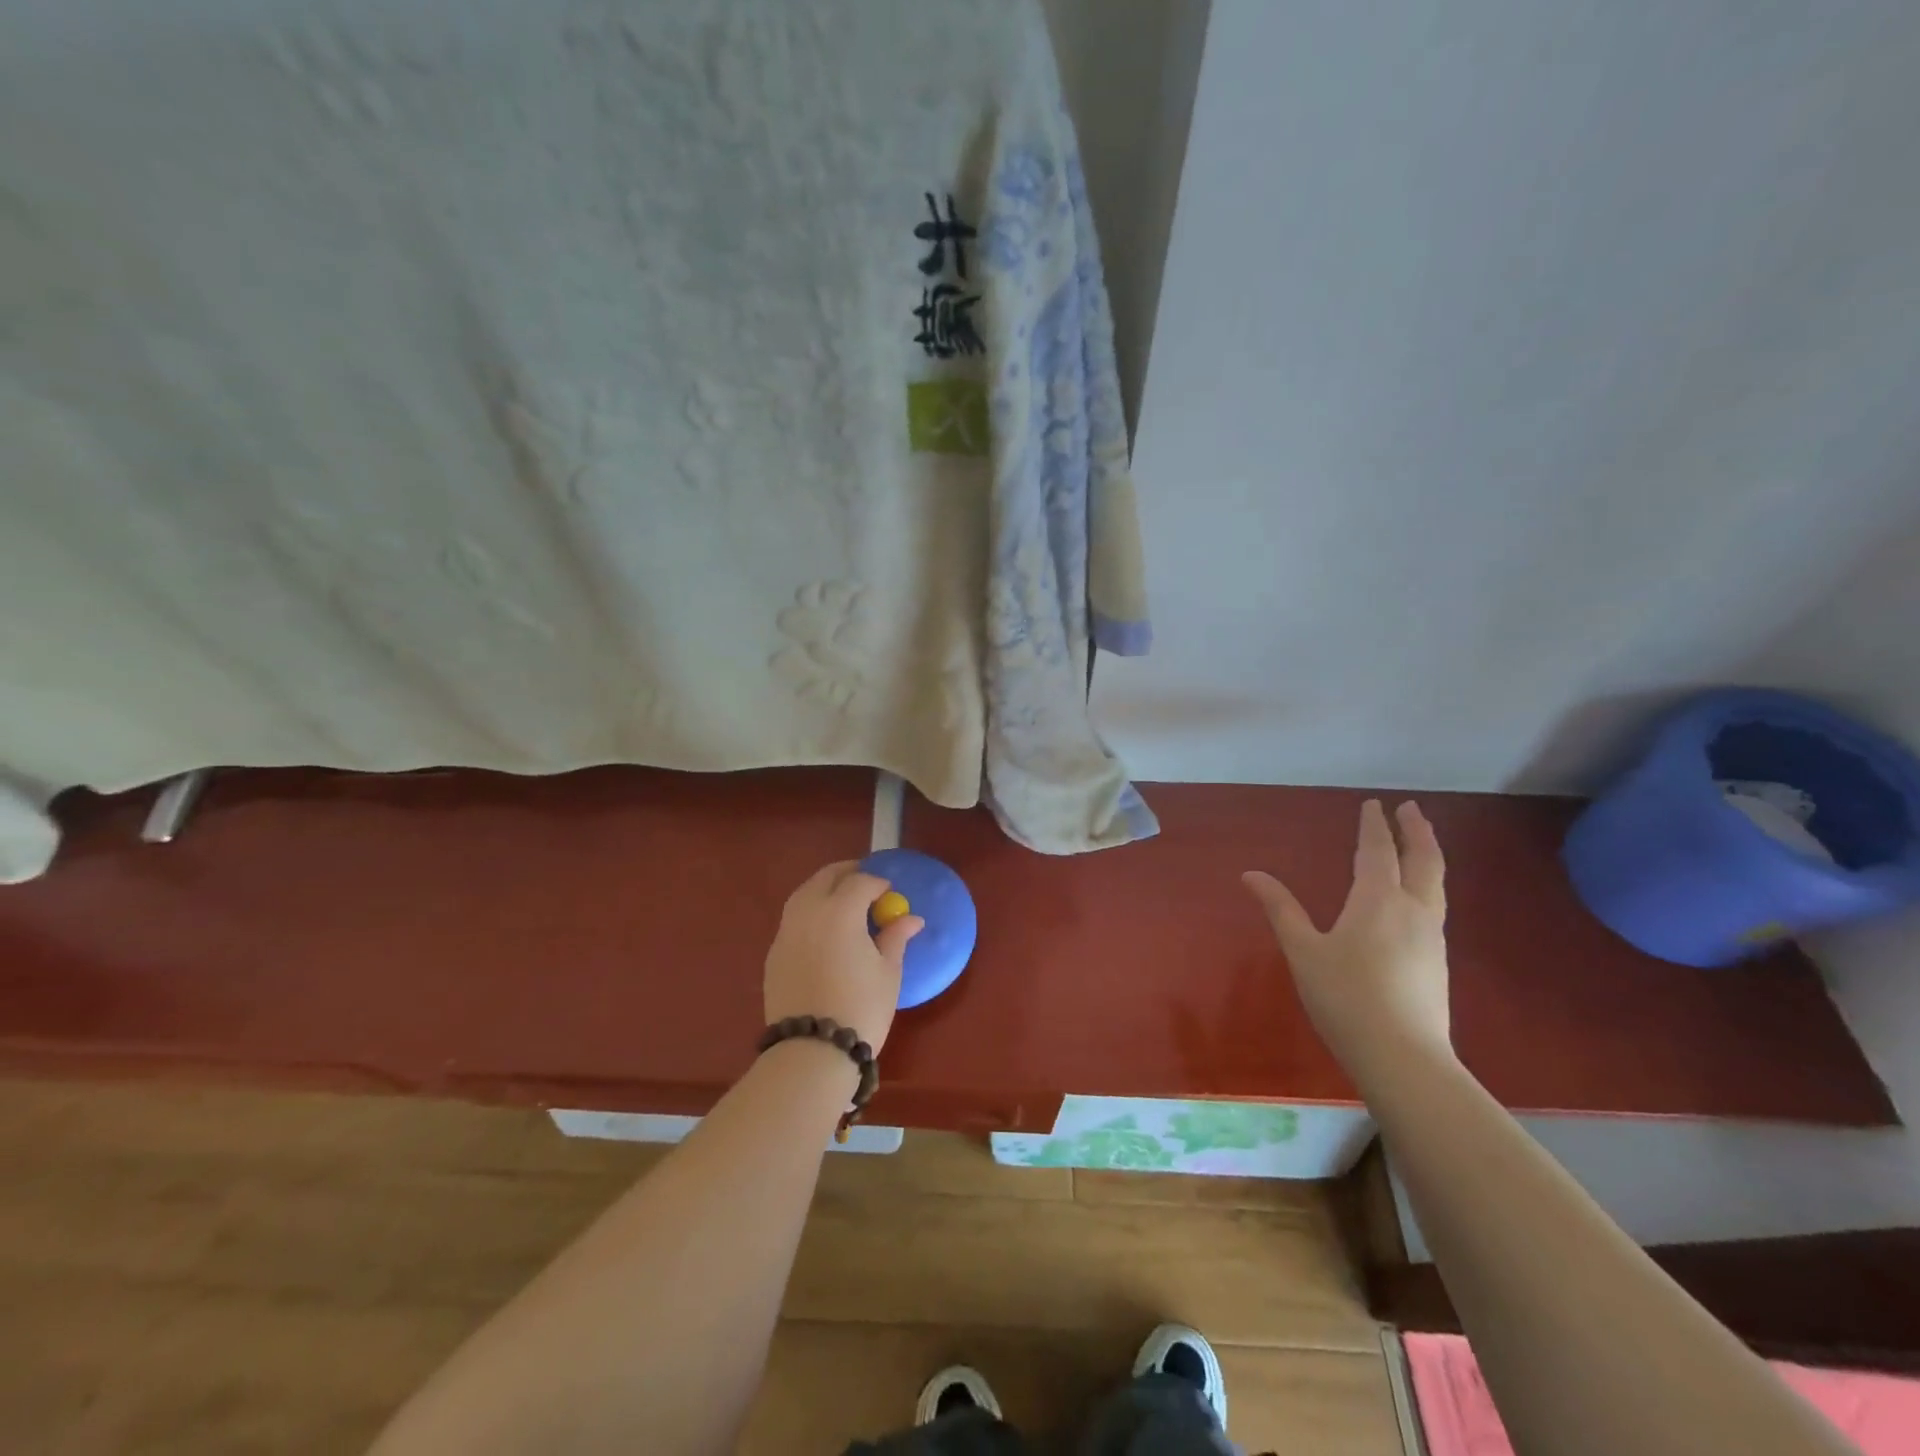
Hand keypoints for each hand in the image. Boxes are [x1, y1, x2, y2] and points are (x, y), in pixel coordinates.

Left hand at [764, 862, 922, 1054]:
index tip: (889, 892)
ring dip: (824, 889)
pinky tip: (823, 930)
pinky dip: (809, 912)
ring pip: (803, 894)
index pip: (860, 882)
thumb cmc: (861, 1008)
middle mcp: (808, 913)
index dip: (878, 883)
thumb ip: (895, 938)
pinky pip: (793, 919)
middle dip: (847, 874)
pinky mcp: (774, 954)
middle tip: (865, 882)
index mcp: (839, 912)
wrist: (811, 1052)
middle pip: (825, 878)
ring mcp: (785, 933)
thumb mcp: (888, 972)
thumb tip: (910, 919)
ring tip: (843, 901)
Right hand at [1242, 799, 1452, 1076]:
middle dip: (1416, 831)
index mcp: (1378, 900)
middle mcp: (1412, 910)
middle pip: (1423, 860)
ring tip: (1419, 845)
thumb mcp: (1303, 951)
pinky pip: (1435, 906)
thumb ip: (1281, 909)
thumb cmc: (1346, 998)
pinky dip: (1428, 884)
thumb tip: (1251, 874)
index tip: (1375, 804)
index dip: (1374, 826)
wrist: (1403, 1058)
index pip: (1377, 851)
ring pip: (1436, 884)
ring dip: (1428, 856)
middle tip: (1410, 809)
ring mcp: (1431, 937)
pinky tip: (1417, 899)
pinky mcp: (1437, 961)